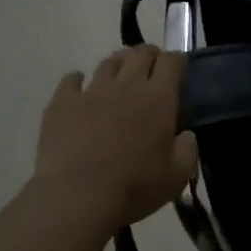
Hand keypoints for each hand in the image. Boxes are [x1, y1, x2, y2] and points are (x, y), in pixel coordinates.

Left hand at [34, 47, 198, 227]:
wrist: (78, 196)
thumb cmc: (134, 187)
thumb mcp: (177, 176)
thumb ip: (188, 150)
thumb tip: (186, 135)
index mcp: (159, 99)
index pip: (172, 62)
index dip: (177, 61)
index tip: (178, 70)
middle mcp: (127, 85)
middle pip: (140, 53)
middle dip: (150, 55)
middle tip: (152, 69)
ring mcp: (92, 91)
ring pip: (108, 62)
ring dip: (119, 63)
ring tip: (120, 75)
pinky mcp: (62, 103)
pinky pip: (71, 80)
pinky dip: (78, 80)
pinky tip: (79, 87)